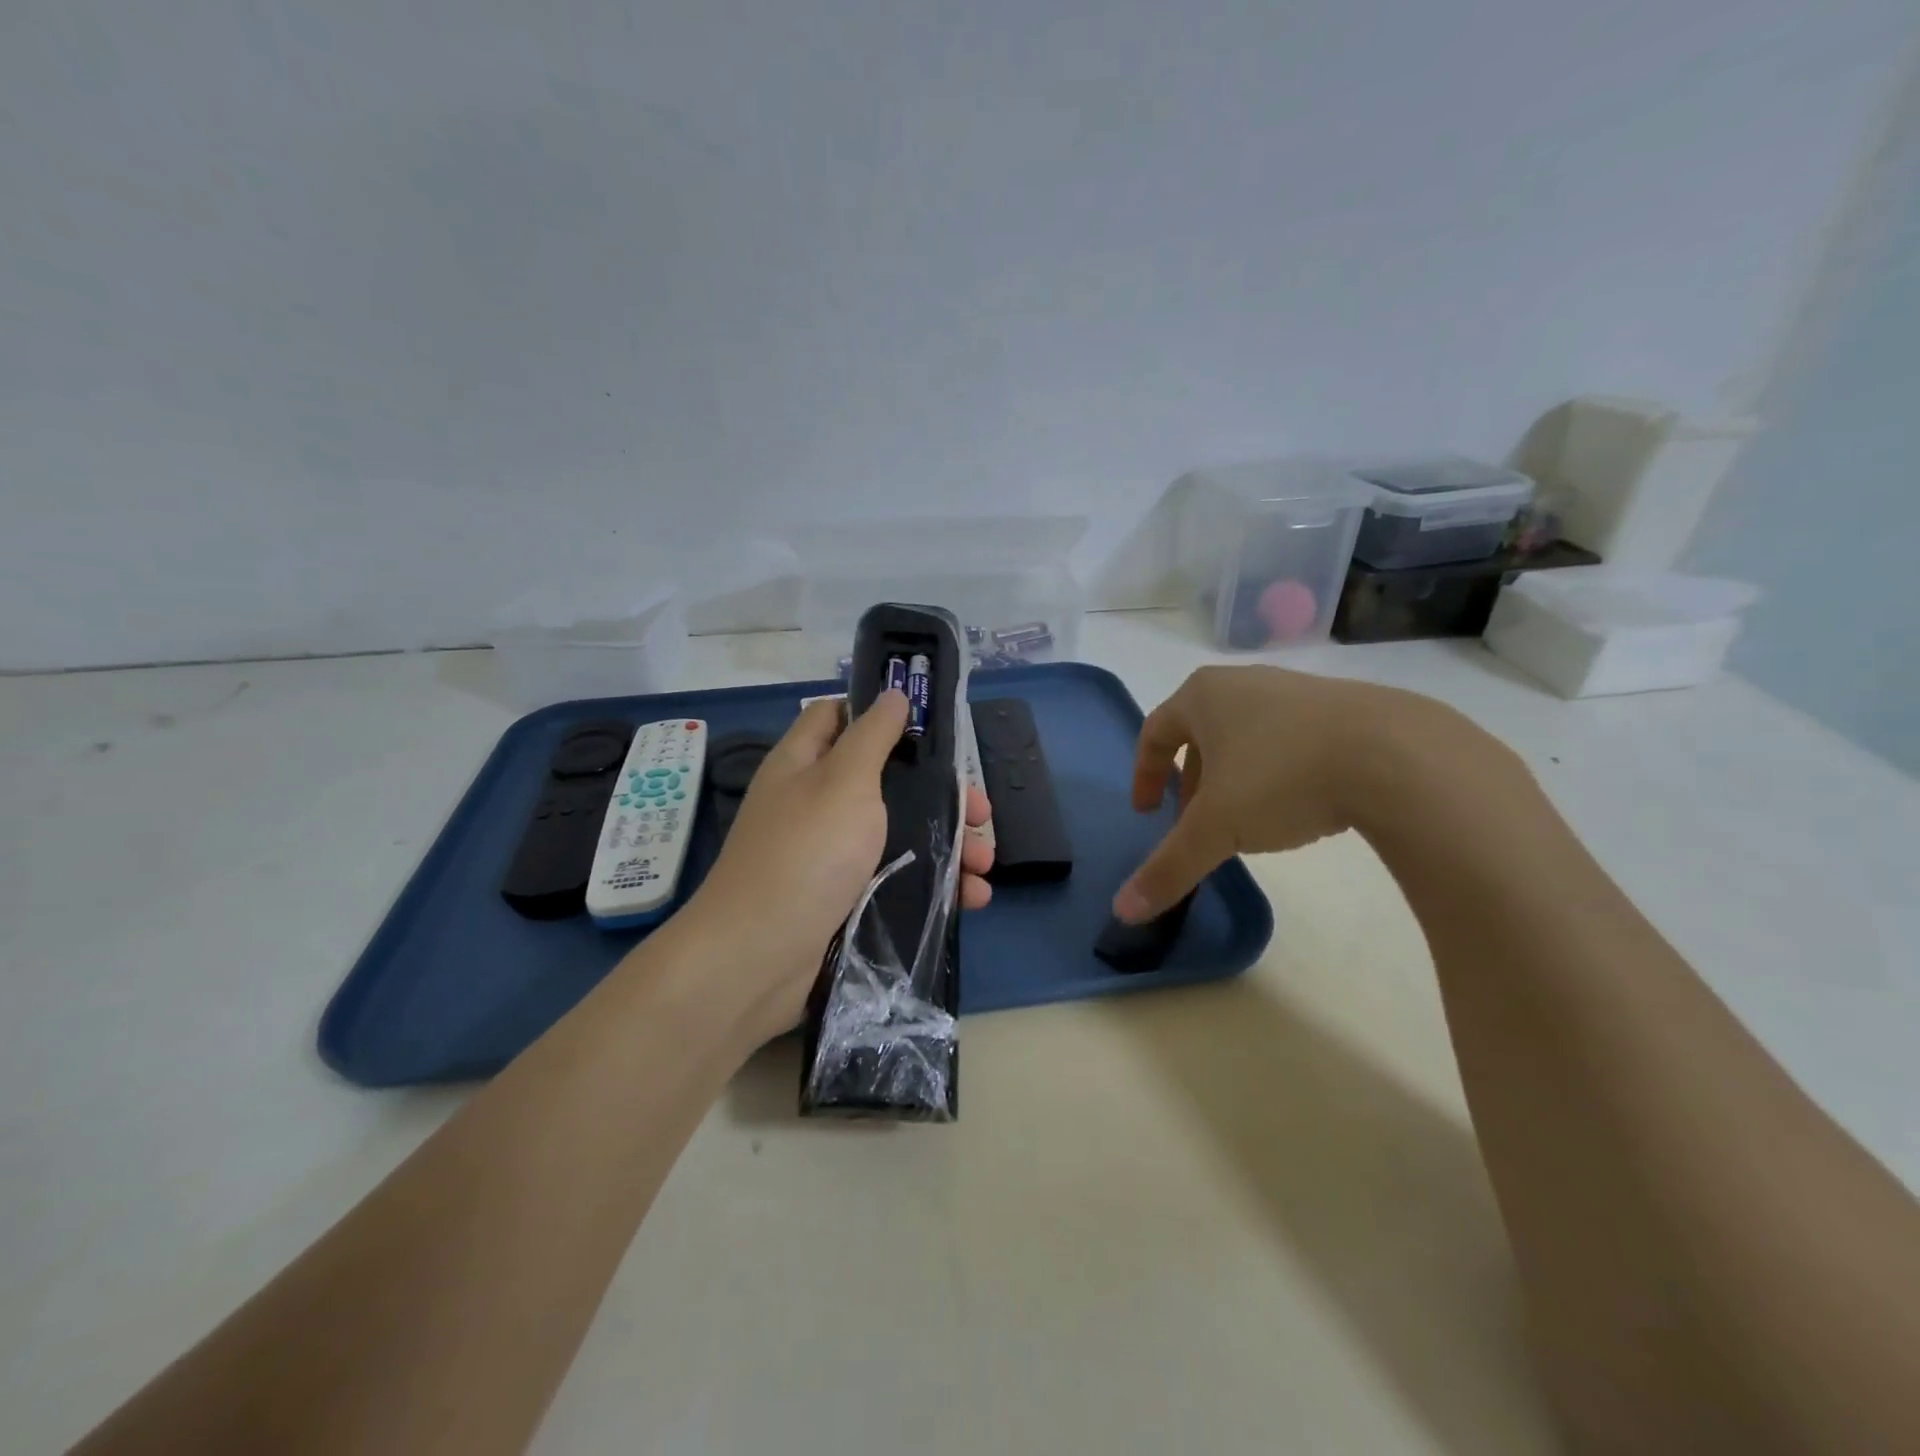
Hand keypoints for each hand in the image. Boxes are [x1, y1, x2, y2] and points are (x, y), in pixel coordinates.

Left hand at [683, 692, 992, 1042]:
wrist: (759, 959)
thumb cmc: (806, 853)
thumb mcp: (844, 781)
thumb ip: (872, 736)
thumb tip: (892, 694)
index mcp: (804, 764)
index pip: (838, 717)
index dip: (880, 714)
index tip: (932, 727)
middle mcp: (815, 803)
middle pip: (886, 780)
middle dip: (939, 793)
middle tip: (980, 812)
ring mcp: (830, 855)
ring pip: (899, 833)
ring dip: (947, 844)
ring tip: (984, 864)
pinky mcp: (845, 898)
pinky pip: (897, 879)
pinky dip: (935, 884)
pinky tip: (971, 897)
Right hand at [1113, 664, 1470, 921]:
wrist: (1398, 755)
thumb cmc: (1282, 776)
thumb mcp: (1216, 828)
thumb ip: (1169, 868)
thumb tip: (1123, 913)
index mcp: (1203, 696)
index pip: (1154, 732)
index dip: (1145, 774)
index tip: (1149, 812)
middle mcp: (1243, 682)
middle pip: (1200, 733)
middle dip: (1191, 780)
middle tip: (1195, 820)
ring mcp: (1295, 689)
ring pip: (1245, 736)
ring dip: (1233, 776)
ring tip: (1246, 819)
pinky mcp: (1342, 707)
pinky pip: (1289, 738)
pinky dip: (1276, 770)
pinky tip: (1298, 804)